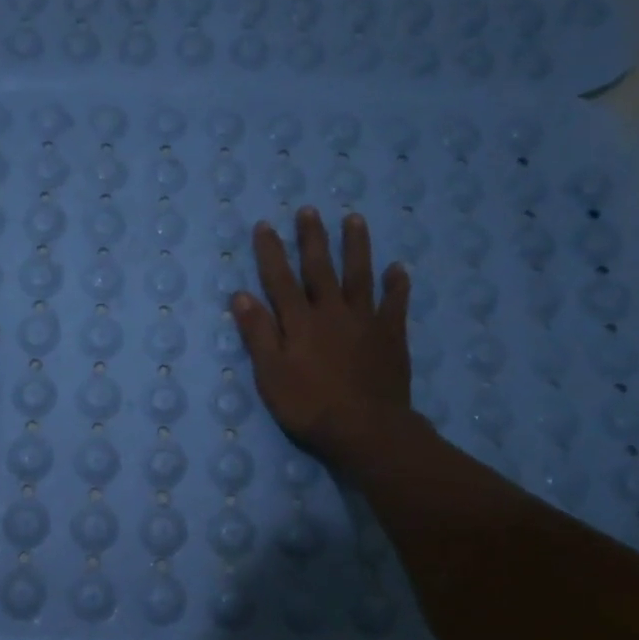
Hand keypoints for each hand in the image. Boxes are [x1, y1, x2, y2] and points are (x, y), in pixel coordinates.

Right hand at [231, 208, 418, 471]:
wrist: (365, 428)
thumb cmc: (309, 405)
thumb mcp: (271, 374)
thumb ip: (258, 334)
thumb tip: (241, 296)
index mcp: (299, 321)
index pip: (280, 279)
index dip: (271, 252)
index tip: (265, 225)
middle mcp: (331, 311)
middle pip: (320, 268)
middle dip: (312, 238)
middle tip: (309, 211)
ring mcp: (365, 321)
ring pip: (359, 275)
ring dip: (355, 247)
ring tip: (354, 220)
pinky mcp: (390, 336)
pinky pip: (395, 304)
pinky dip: (396, 285)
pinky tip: (398, 269)